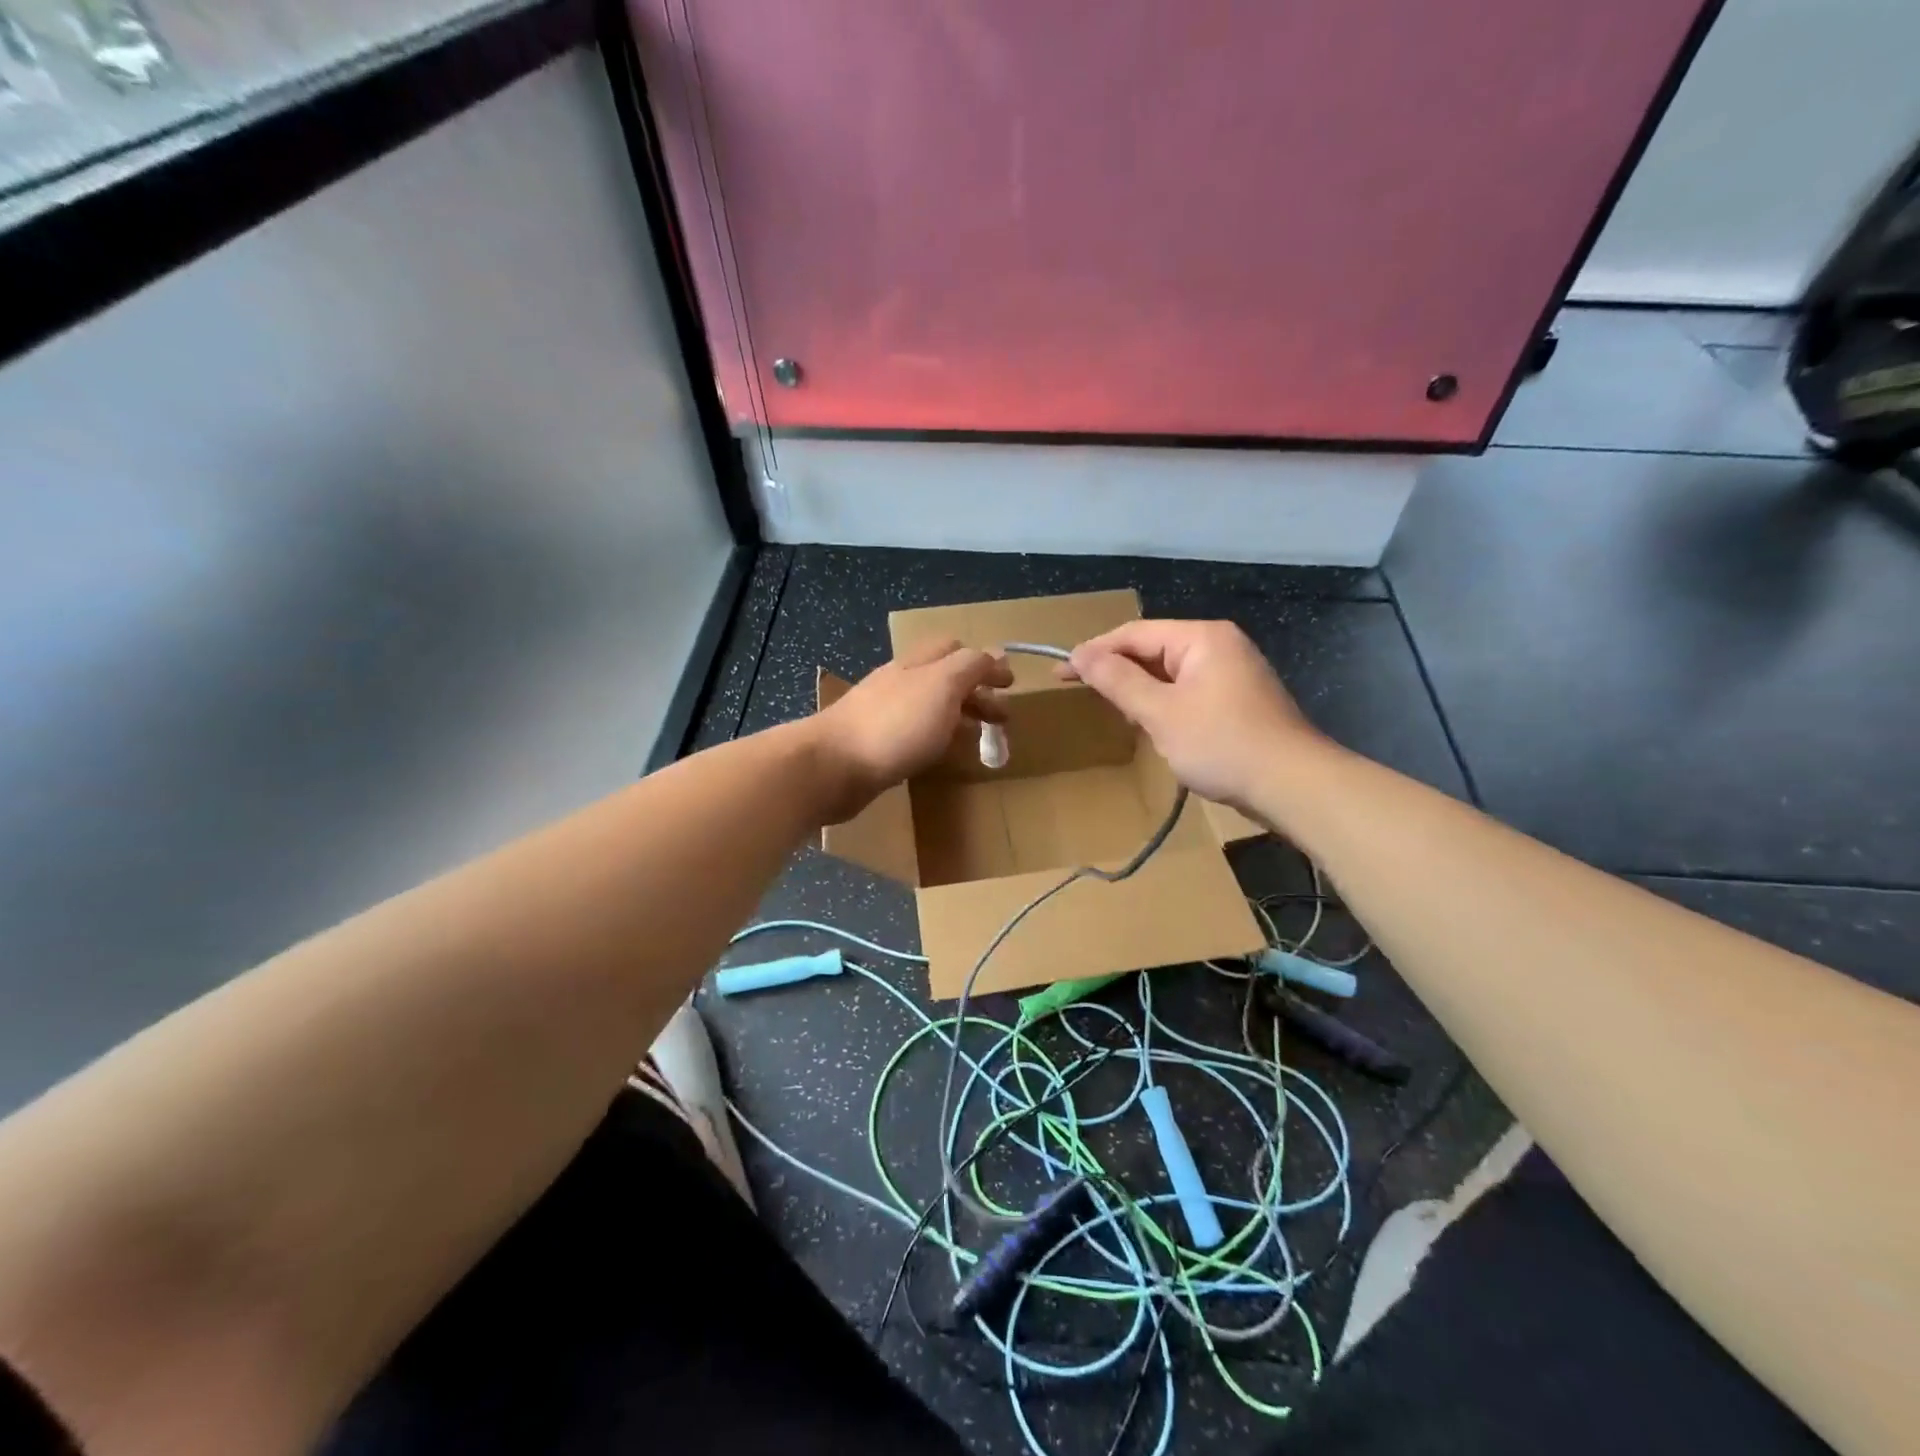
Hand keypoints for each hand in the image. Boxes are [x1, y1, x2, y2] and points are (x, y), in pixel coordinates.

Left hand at [809, 638, 1012, 821]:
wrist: (831, 766)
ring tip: (981, 738)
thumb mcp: (942, 686)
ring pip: (930, 707)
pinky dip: (938, 738)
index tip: (1011, 686)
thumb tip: (996, 653)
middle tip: (1002, 719)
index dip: (986, 664)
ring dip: (959, 716)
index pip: (957, 650)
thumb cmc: (894, 725)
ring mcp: (884, 713)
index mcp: (918, 664)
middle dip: (976, 693)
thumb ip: (970, 667)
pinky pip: (915, 734)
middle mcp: (900, 682)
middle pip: (945, 679)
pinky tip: (943, 755)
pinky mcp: (875, 744)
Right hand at [1065, 620, 1317, 810]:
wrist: (1292, 785)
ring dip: (1140, 690)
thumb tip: (1080, 655)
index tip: (1061, 673)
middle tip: (1083, 693)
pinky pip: (1188, 691)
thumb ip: (1118, 681)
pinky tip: (1153, 726)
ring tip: (1116, 712)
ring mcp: (1232, 673)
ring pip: (1170, 673)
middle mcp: (1219, 646)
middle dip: (1118, 671)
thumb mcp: (1161, 713)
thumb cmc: (1222, 743)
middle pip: (1153, 650)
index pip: (1134, 633)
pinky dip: (1164, 704)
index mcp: (1202, 638)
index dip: (1094, 651)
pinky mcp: (1238, 700)